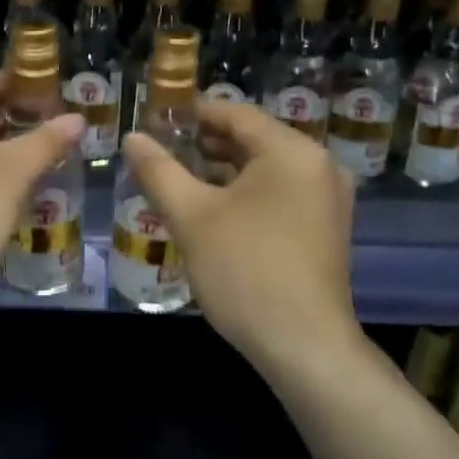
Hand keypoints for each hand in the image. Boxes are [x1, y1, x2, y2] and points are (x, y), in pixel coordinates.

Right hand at [122, 99, 359, 367]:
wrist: (304, 346)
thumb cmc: (245, 271)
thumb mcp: (192, 217)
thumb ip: (158, 171)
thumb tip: (132, 138)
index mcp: (292, 151)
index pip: (236, 113)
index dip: (192, 113)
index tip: (155, 119)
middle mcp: (318, 165)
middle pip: (252, 139)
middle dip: (204, 143)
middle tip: (160, 151)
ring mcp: (326, 198)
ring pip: (265, 169)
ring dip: (222, 170)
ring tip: (176, 178)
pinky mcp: (324, 227)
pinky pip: (278, 193)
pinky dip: (244, 193)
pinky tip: (210, 209)